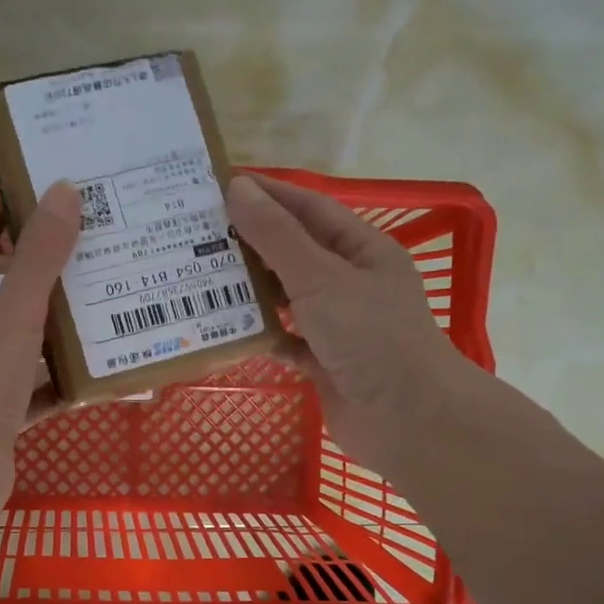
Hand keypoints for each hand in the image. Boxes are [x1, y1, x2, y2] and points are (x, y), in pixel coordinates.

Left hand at [0, 180, 81, 536]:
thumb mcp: (13, 313)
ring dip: (52, 333)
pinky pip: (34, 394)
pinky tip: (95, 378)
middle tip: (81, 257)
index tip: (21, 208)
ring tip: (99, 312)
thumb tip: (63, 191)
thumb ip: (38, 256)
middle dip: (33, 279)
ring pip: (20, 348)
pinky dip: (60, 385)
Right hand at [227, 173, 471, 475]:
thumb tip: (239, 188)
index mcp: (361, 250)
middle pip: (293, 252)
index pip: (307, 209)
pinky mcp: (325, 361)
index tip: (218, 184)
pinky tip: (229, 331)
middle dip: (250, 242)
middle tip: (197, 233)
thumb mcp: (320, 278)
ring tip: (201, 277)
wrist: (406, 420)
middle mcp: (350, 282)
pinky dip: (262, 335)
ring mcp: (338, 324)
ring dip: (251, 289)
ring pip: (286, 297)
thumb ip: (277, 236)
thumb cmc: (369, 336)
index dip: (266, 194)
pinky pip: (286, 339)